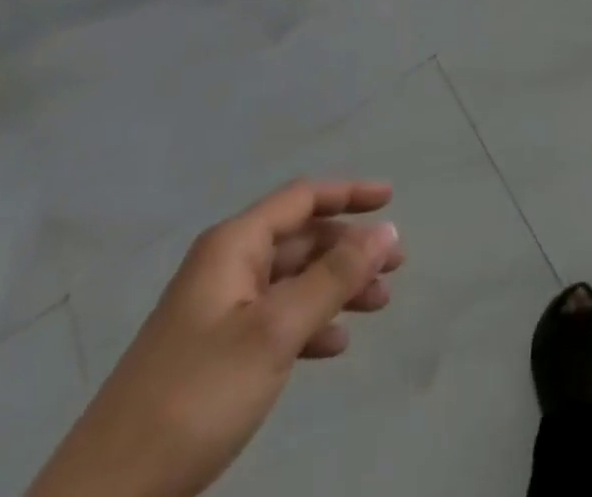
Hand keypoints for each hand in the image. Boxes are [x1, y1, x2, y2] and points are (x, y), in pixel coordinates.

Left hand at [28, 180, 403, 496]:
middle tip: (396, 267)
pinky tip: (333, 347)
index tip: (391, 200)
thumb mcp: (275, 331)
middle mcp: (225, 268)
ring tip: (379, 305)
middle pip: (300, 239)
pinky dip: (309, 324)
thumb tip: (386, 230)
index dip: (349, 193)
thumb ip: (334, 277)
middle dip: (350, 249)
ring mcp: (215, 313)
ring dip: (336, 288)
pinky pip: (275, 320)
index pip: (302, 198)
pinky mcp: (211, 357)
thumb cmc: (195, 397)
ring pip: (292, 282)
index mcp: (233, 246)